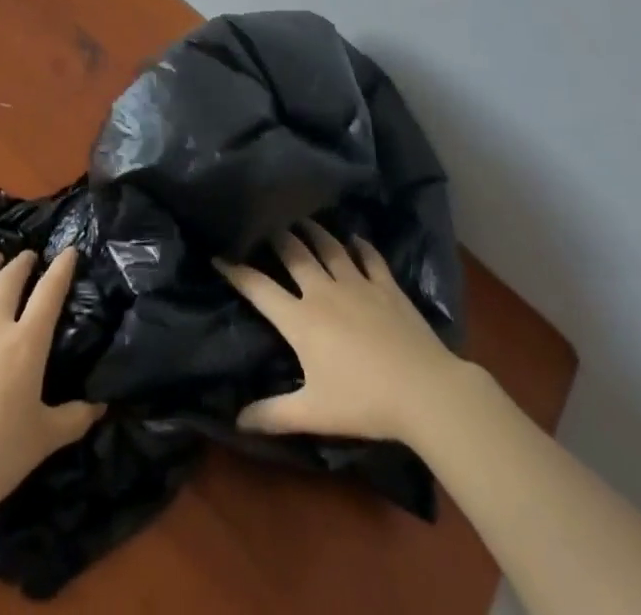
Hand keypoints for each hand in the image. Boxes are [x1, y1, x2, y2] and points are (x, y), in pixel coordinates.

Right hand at [216, 223, 464, 443]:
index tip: (217, 254)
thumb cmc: (363, 401)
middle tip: (263, 221)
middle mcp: (323, 290)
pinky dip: (360, 244)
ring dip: (312, 230)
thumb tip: (237, 421)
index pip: (258, 287)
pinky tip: (355, 238)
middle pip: (293, 252)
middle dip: (275, 235)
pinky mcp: (386, 285)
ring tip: (301, 218)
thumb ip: (273, 415)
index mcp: (300, 319)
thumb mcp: (313, 413)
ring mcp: (357, 283)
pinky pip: (369, 256)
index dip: (235, 270)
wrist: (423, 389)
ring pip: (328, 246)